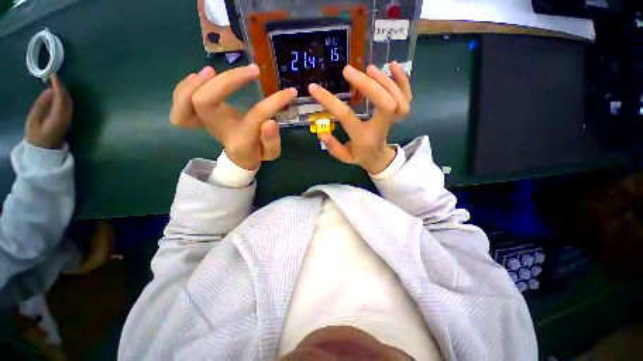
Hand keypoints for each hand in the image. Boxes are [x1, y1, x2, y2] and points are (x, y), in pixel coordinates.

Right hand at [25, 74, 72, 148]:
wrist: (44, 149)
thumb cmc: (36, 135)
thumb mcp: (34, 119)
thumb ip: (41, 104)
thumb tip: (49, 91)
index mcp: (59, 116)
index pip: (61, 96)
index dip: (58, 85)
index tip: (53, 75)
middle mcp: (67, 116)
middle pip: (67, 98)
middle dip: (61, 86)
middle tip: (53, 76)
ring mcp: (69, 118)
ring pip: (69, 101)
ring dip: (63, 90)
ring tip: (54, 82)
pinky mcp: (68, 119)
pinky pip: (67, 104)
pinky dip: (63, 96)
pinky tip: (57, 92)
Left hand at [170, 64, 297, 169]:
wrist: (240, 157)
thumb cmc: (257, 153)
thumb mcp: (271, 153)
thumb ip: (272, 140)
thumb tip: (270, 121)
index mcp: (241, 140)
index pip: (255, 116)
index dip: (273, 102)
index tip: (289, 92)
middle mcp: (218, 130)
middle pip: (205, 102)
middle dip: (226, 81)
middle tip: (251, 72)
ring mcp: (205, 123)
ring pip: (185, 101)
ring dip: (197, 82)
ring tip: (213, 71)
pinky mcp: (198, 116)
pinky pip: (180, 103)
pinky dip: (185, 87)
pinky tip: (200, 77)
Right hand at [308, 61, 411, 173]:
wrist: (379, 157)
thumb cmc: (361, 155)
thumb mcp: (345, 157)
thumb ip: (334, 148)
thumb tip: (322, 134)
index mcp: (364, 137)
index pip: (347, 117)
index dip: (330, 101)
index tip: (314, 89)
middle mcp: (382, 126)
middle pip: (384, 103)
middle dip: (367, 85)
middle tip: (348, 71)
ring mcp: (393, 119)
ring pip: (398, 97)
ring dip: (384, 80)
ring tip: (368, 68)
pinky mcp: (399, 112)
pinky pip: (407, 95)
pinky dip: (402, 79)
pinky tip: (392, 65)